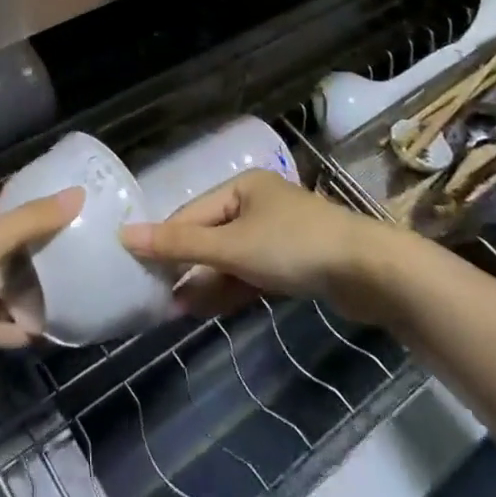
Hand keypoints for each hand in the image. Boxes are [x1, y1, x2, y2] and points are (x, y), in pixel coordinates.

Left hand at [0, 189, 81, 361]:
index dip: (40, 218)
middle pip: (8, 256)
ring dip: (26, 302)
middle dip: (38, 264)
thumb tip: (80, 193)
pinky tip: (40, 339)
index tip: (76, 225)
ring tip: (68, 309)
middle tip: (81, 272)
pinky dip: (9, 332)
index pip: (11, 215)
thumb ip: (34, 221)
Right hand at [119, 171, 380, 319]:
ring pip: (231, 258)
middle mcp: (258, 204)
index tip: (139, 270)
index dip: (165, 241)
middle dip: (185, 266)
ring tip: (175, 310)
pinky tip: (207, 310)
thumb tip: (125, 235)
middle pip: (211, 235)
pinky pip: (252, 273)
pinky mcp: (295, 263)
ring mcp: (278, 234)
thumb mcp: (232, 246)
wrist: (370, 273)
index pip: (192, 213)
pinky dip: (231, 289)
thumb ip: (180, 244)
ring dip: (205, 282)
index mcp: (243, 187)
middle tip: (155, 296)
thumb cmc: (294, 247)